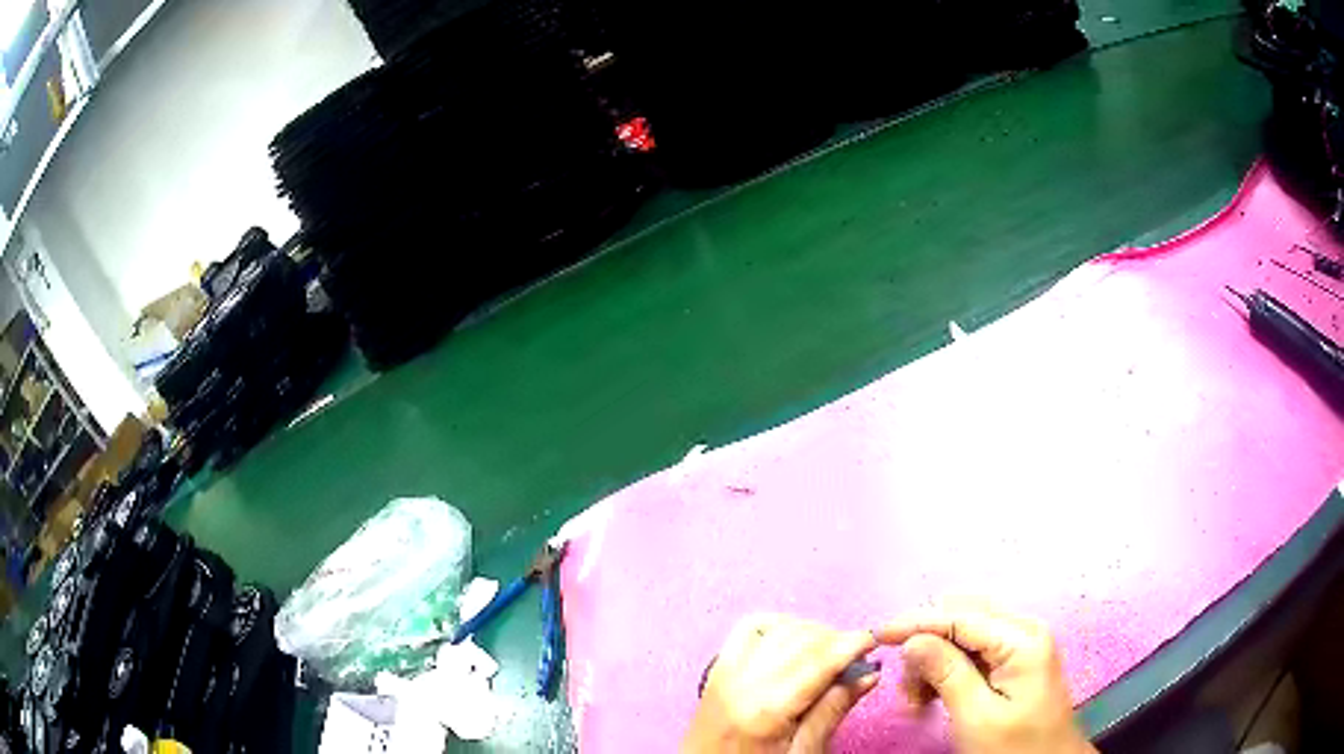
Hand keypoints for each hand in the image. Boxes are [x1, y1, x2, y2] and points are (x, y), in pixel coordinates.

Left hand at [682, 614, 878, 752]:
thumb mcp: (802, 753)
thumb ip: (832, 712)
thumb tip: (868, 675)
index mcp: (766, 709)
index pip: (817, 659)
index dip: (851, 643)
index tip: (874, 640)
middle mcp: (742, 681)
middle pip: (799, 638)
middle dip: (834, 638)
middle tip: (855, 656)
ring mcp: (724, 671)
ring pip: (776, 627)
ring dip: (808, 631)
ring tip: (827, 652)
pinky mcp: (715, 668)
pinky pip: (748, 629)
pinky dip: (776, 626)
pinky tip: (793, 642)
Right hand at [877, 604, 1096, 753]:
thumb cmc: (1014, 747)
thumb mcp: (976, 717)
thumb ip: (947, 673)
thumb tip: (912, 639)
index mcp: (1021, 639)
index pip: (961, 615)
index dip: (917, 622)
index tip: (878, 635)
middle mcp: (1023, 629)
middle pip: (963, 615)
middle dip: (928, 642)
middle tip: (906, 684)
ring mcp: (1021, 643)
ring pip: (965, 632)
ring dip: (936, 658)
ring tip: (918, 698)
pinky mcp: (1015, 659)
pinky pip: (974, 650)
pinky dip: (949, 668)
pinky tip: (935, 694)